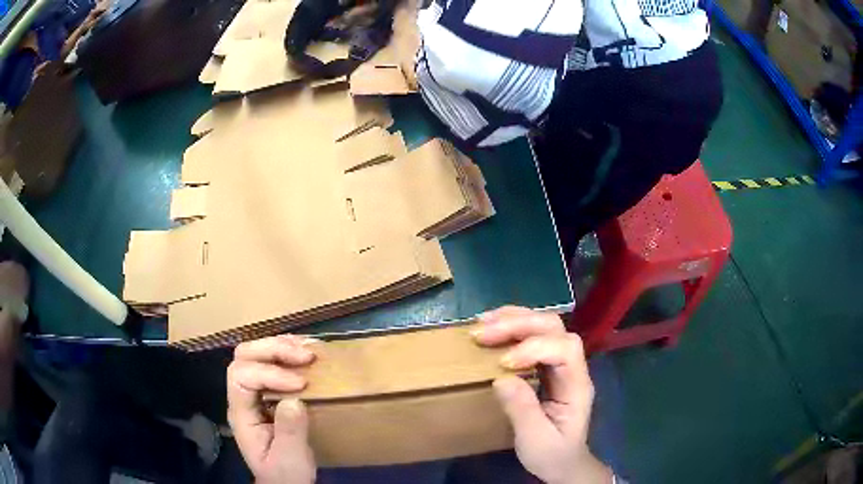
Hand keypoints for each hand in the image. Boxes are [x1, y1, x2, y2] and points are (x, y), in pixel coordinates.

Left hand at [227, 335, 317, 483]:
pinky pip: (271, 361)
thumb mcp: (290, 458)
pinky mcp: (269, 392)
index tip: (300, 384)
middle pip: (244, 356)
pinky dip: (288, 352)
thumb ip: (290, 431)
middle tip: (306, 357)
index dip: (268, 373)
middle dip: (273, 350)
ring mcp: (254, 392)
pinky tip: (305, 352)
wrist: (285, 482)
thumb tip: (295, 400)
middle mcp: (242, 397)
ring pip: (255, 353)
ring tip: (309, 351)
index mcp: (241, 413)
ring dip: (281, 346)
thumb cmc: (285, 474)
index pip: (241, 376)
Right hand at [472, 306, 612, 483]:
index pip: (565, 349)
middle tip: (482, 333)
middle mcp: (572, 367)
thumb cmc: (552, 454)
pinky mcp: (547, 365)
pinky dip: (511, 327)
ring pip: (545, 325)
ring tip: (482, 323)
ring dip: (513, 319)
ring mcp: (561, 364)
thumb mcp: (535, 440)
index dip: (534, 348)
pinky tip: (492, 329)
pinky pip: (533, 336)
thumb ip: (522, 410)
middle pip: (555, 328)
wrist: (563, 463)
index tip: (503, 363)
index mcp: (577, 385)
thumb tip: (501, 378)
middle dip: (519, 325)